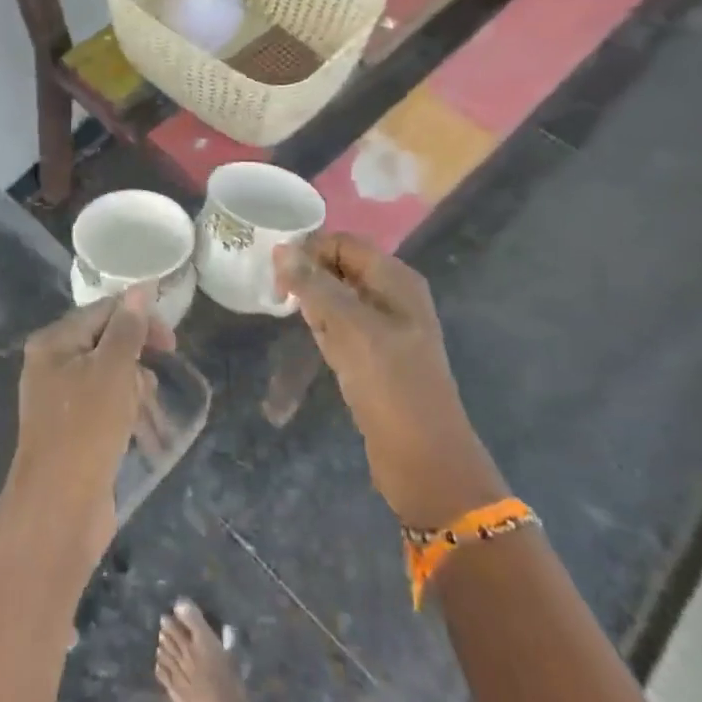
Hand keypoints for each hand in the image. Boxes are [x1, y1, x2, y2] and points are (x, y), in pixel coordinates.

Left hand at [8, 290, 173, 560]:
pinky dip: (127, 413)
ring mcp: (60, 399)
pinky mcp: (73, 430)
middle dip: (138, 360)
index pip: (103, 311)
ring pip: (111, 376)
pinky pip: (106, 405)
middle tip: (157, 382)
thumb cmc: (86, 429)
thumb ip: (128, 328)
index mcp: (54, 342)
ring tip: (147, 415)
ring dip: (136, 390)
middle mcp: (52, 364)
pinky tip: (143, 433)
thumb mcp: (113, 371)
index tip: (172, 343)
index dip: (140, 320)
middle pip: (107, 342)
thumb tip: (141, 287)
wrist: (59, 511)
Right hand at [277, 234, 502, 526]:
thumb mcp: (348, 326)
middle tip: (281, 297)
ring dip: (314, 304)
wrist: (424, 458)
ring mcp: (386, 326)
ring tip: (297, 321)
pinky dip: (325, 328)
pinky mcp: (377, 354)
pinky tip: (316, 343)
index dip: (309, 250)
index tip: (277, 273)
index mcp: (395, 279)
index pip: (342, 243)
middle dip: (309, 277)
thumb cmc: (389, 382)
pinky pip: (343, 326)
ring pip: (338, 297)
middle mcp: (393, 295)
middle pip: (340, 266)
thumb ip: (313, 284)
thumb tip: (281, 248)